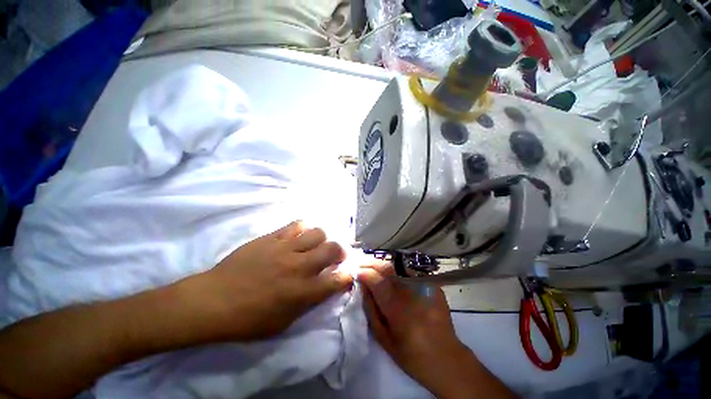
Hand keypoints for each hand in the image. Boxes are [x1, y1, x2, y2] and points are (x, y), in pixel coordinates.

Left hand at [187, 221, 352, 341]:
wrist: (213, 300)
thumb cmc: (248, 319)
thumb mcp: (284, 322)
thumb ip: (309, 302)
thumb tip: (326, 287)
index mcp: (303, 292)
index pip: (339, 279)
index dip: (347, 275)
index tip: (346, 274)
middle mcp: (300, 267)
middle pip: (333, 249)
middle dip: (340, 251)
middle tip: (335, 255)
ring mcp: (286, 249)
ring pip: (318, 232)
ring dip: (322, 239)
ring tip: (315, 244)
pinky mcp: (272, 237)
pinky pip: (296, 225)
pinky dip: (303, 229)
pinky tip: (299, 235)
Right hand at [359, 264, 514, 398]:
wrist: (446, 357)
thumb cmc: (411, 354)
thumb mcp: (384, 338)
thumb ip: (371, 309)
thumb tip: (362, 286)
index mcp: (398, 309)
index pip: (377, 280)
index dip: (364, 272)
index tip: (356, 270)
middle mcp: (411, 292)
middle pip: (387, 267)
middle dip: (371, 262)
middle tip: (362, 262)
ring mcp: (424, 286)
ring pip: (398, 267)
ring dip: (383, 264)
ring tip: (374, 266)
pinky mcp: (432, 284)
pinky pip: (410, 272)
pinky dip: (397, 271)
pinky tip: (394, 275)